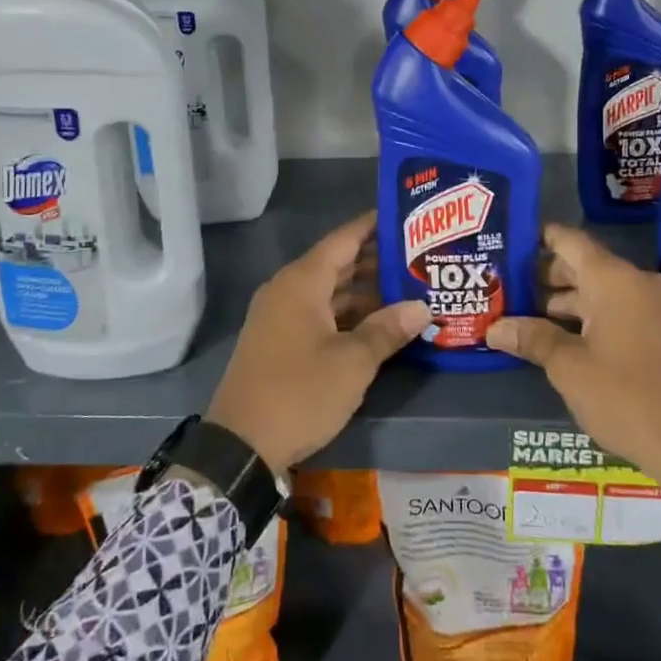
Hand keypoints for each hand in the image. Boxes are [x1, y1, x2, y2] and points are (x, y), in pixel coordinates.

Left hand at [207, 213, 431, 473]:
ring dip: (364, 293)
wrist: (239, 445)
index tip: (404, 214)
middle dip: (376, 261)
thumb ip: (387, 330)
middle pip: (337, 264)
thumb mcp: (352, 363)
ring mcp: (280, 317)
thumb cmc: (299, 393)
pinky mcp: (279, 342)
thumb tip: (422, 307)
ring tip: (408, 291)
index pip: (343, 239)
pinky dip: (347, 315)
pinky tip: (378, 325)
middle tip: (418, 258)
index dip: (373, 226)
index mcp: (302, 282)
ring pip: (329, 292)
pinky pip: (319, 314)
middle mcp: (288, 290)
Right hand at [487, 224, 660, 498]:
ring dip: (562, 302)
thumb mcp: (569, 368)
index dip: (537, 237)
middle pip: (582, 265)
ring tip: (521, 315)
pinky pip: (615, 310)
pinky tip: (557, 337)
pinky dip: (586, 317)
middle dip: (542, 276)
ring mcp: (652, 308)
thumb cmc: (627, 397)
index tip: (507, 241)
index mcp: (613, 280)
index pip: (569, 240)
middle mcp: (635, 283)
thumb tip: (495, 327)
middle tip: (504, 286)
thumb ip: (532, 339)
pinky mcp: (660, 333)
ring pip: (598, 291)